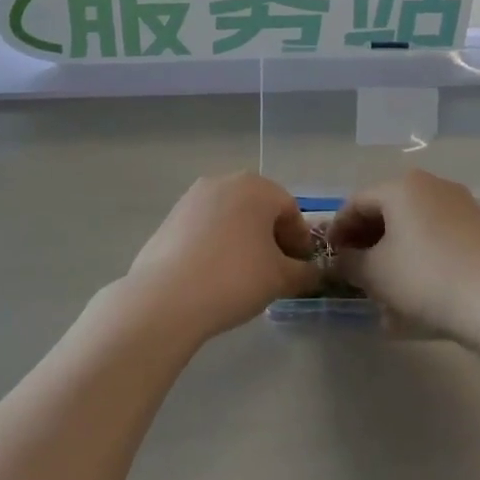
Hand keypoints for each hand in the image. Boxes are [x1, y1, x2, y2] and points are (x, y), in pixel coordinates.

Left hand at [113, 173, 318, 342]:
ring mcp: (192, 198)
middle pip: (259, 208)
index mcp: (256, 187)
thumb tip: (313, 273)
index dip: (300, 240)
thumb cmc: (235, 278)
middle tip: (276, 271)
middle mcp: (223, 182)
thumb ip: (304, 273)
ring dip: (243, 239)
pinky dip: (217, 244)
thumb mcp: (281, 279)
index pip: (290, 210)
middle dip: (271, 237)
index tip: (300, 268)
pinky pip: (205, 227)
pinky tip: (215, 274)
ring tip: (244, 275)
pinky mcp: (170, 218)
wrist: (166, 297)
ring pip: (230, 216)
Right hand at [330, 170, 479, 344]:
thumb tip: (340, 260)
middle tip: (354, 268)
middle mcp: (432, 185)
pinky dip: (420, 256)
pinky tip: (415, 288)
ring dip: (393, 251)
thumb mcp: (375, 274)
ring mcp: (461, 205)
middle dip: (366, 240)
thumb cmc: (426, 278)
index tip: (329, 256)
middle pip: (387, 210)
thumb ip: (349, 263)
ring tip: (383, 284)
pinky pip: (437, 237)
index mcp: (401, 186)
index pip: (356, 202)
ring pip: (413, 225)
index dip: (338, 229)